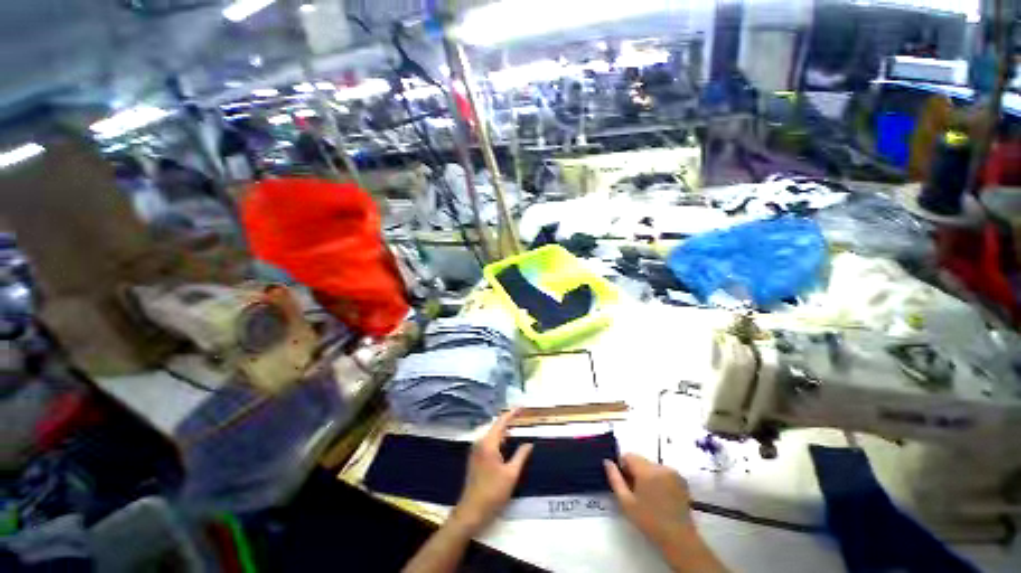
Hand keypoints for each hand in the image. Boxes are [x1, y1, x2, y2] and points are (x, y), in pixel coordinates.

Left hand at [450, 410, 533, 535]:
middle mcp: (480, 442)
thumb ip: (521, 455)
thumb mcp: (511, 474)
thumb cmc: (493, 493)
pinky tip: (507, 444)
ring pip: (492, 434)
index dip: (512, 413)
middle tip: (522, 418)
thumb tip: (529, 443)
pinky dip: (499, 439)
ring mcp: (476, 450)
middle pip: (496, 426)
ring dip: (504, 431)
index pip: (501, 422)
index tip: (522, 407)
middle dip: (509, 421)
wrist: (471, 511)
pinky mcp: (475, 458)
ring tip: (518, 428)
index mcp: (488, 443)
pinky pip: (489, 442)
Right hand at [603, 453, 693, 545]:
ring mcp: (673, 472)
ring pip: (651, 466)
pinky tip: (659, 496)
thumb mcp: (626, 503)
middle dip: (634, 471)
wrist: (679, 539)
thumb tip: (607, 462)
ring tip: (648, 495)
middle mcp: (660, 467)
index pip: (628, 456)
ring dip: (646, 475)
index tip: (623, 481)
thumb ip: (614, 479)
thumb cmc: (649, 522)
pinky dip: (658, 478)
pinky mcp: (681, 479)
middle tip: (634, 491)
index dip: (622, 466)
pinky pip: (662, 471)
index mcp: (646, 471)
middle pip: (640, 460)